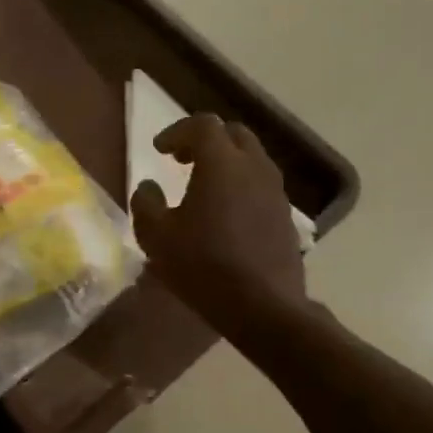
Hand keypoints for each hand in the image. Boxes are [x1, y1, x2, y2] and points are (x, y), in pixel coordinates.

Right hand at [130, 114, 307, 335]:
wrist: (263, 306)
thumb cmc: (203, 266)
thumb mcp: (156, 237)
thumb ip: (146, 204)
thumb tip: (149, 187)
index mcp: (221, 163)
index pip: (202, 125)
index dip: (177, 131)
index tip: (159, 150)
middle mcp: (254, 168)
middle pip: (233, 134)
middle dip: (206, 141)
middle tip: (182, 161)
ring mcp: (276, 192)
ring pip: (252, 159)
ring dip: (226, 163)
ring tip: (203, 187)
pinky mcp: (286, 217)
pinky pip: (261, 186)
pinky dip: (241, 186)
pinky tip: (225, 215)